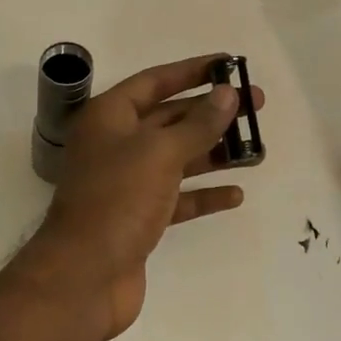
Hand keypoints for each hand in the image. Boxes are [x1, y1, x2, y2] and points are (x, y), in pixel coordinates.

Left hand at [19, 54, 262, 340]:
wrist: (84, 277)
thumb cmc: (117, 200)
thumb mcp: (160, 153)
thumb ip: (197, 123)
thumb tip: (227, 93)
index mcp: (110, 117)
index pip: (154, 81)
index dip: (191, 71)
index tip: (228, 64)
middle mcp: (116, 144)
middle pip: (170, 118)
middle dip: (211, 112)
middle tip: (255, 106)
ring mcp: (127, 183)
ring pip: (177, 158)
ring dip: (213, 153)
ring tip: (256, 150)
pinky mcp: (139, 218)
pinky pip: (178, 197)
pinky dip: (203, 194)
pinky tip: (235, 194)